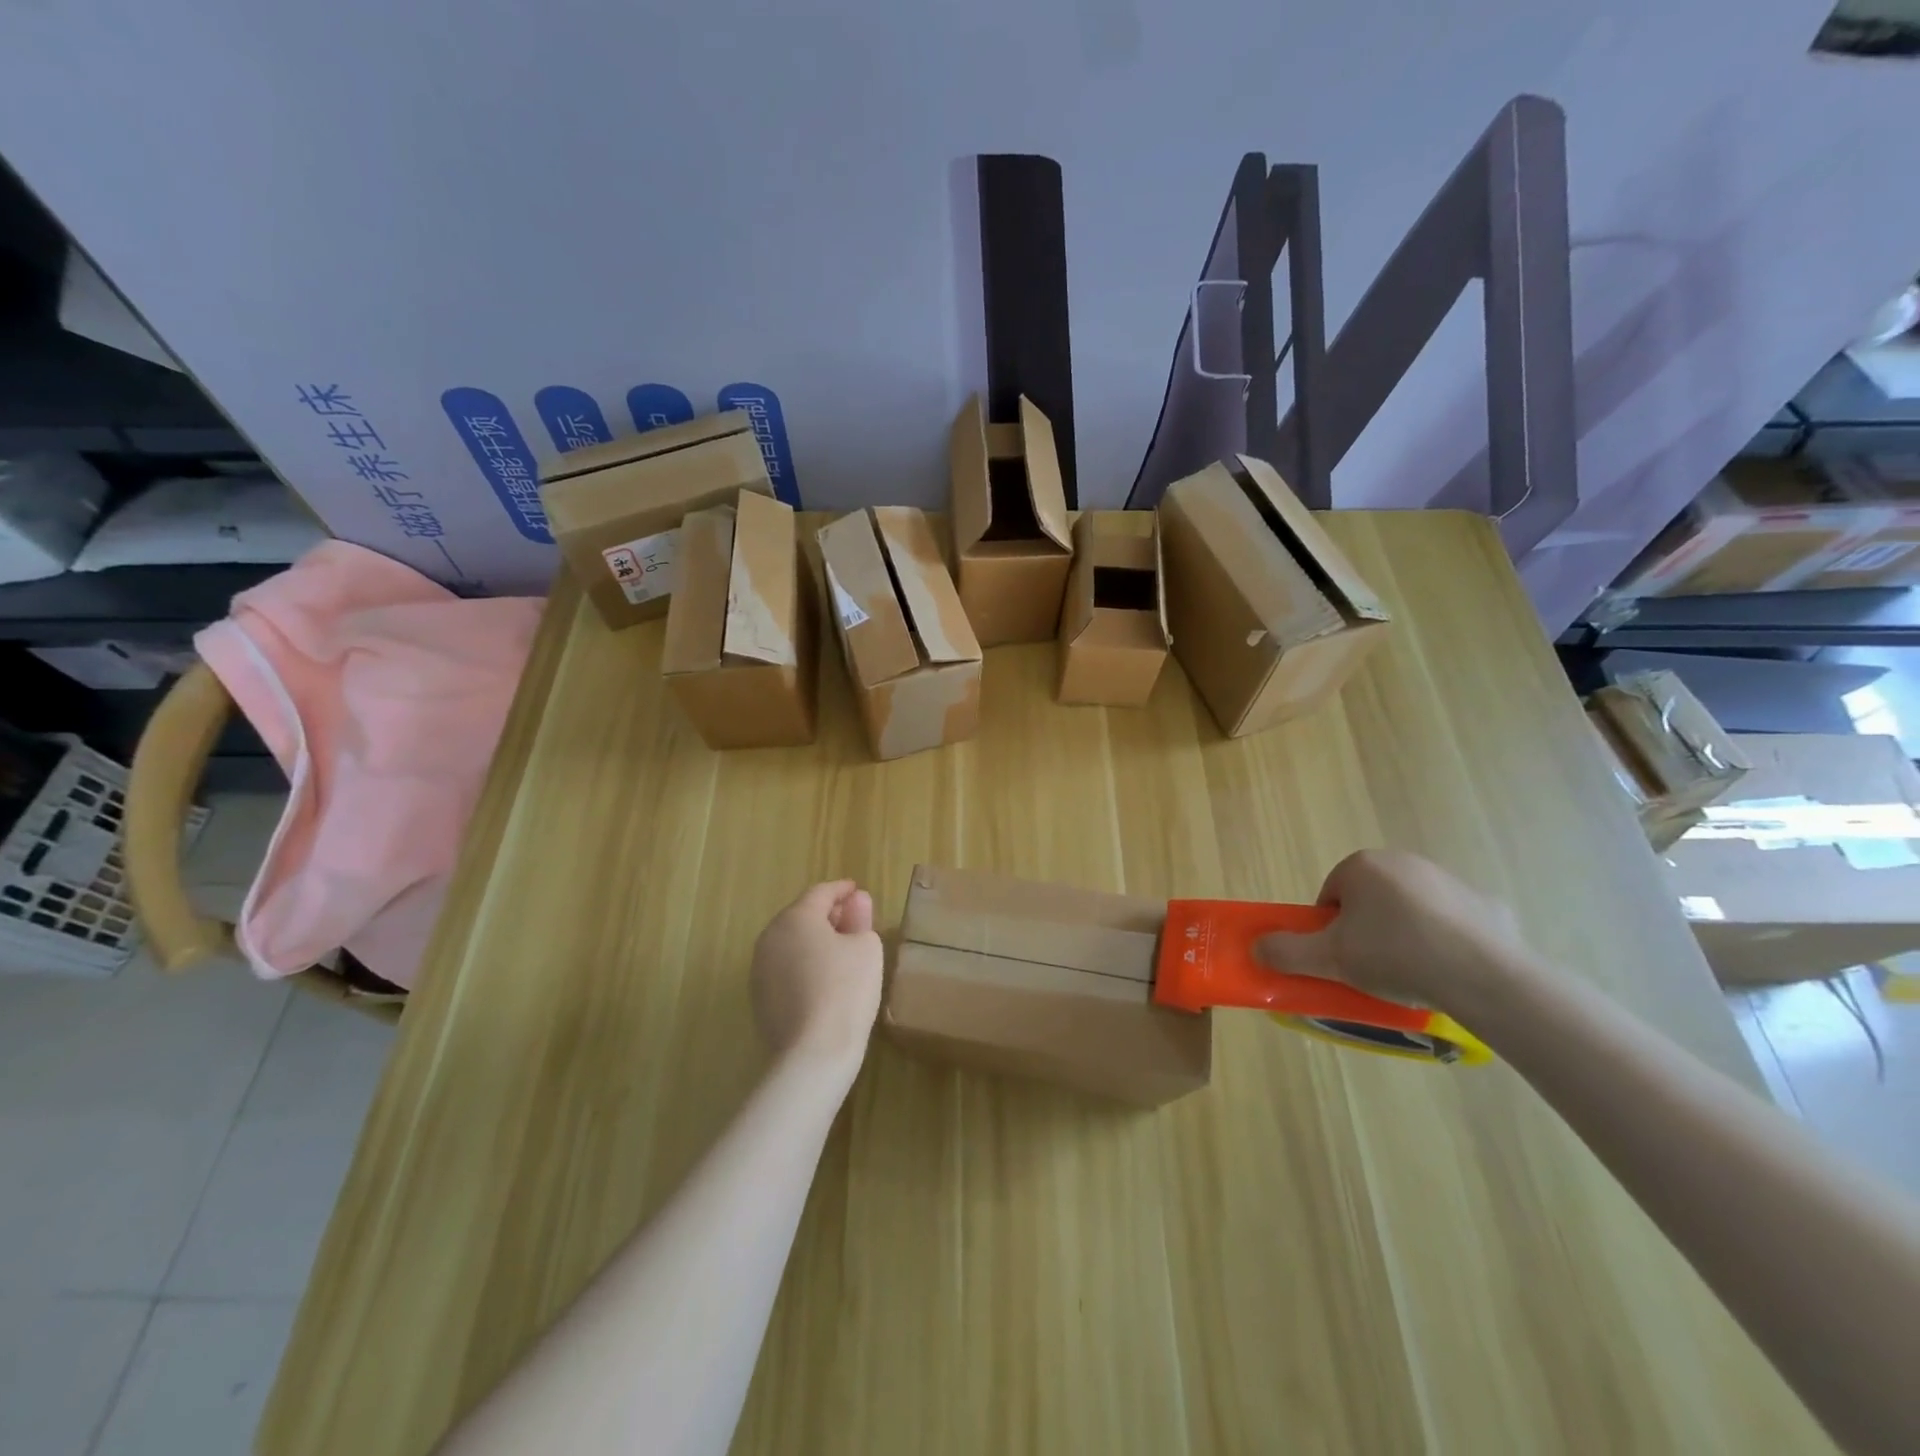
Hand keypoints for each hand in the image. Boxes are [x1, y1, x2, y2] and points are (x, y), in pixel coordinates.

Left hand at [750, 880, 883, 1072]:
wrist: (813, 1054)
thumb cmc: (846, 990)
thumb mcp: (866, 948)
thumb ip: (860, 920)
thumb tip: (856, 902)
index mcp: (796, 918)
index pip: (821, 893)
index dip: (842, 890)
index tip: (857, 890)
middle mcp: (770, 937)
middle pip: (801, 916)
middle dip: (827, 914)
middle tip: (853, 918)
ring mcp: (760, 969)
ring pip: (791, 943)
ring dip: (814, 940)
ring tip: (840, 949)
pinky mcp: (759, 998)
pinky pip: (785, 968)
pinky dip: (804, 964)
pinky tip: (823, 978)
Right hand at [1253, 849, 1535, 1013]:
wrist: (1485, 976)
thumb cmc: (1395, 956)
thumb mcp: (1330, 959)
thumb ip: (1287, 952)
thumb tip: (1255, 948)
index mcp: (1362, 866)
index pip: (1331, 896)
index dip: (1330, 929)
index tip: (1342, 958)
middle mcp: (1403, 861)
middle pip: (1369, 899)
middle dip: (1367, 929)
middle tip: (1372, 967)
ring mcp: (1448, 880)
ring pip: (1410, 908)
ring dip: (1404, 933)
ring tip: (1412, 973)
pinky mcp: (1485, 903)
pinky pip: (1452, 922)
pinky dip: (1446, 941)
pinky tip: (1450, 970)